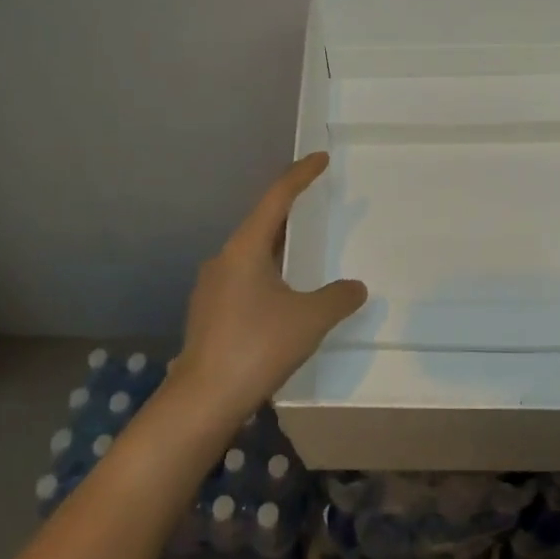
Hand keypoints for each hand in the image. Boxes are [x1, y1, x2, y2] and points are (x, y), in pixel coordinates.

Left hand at [173, 152, 367, 427]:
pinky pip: (244, 279)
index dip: (300, 175)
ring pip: (251, 255)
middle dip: (290, 214)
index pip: (276, 199)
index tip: (319, 159)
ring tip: (303, 252)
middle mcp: (224, 259)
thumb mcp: (310, 319)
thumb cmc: (257, 346)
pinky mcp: (209, 313)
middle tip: (316, 204)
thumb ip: (338, 298)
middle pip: (262, 224)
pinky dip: (267, 275)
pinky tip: (281, 297)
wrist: (203, 399)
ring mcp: (211, 287)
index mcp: (245, 249)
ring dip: (277, 248)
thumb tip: (356, 287)